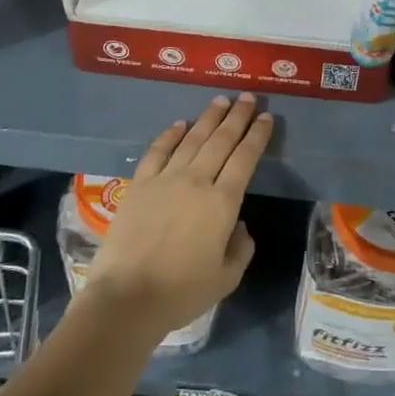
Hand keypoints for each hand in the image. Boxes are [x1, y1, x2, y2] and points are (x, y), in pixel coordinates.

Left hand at [79, 94, 267, 344]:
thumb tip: (237, 225)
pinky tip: (179, 123)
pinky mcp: (139, 184)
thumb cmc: (182, 292)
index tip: (267, 118)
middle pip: (221, 140)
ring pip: (192, 139)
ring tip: (220, 100)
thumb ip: (240, 248)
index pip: (245, 158)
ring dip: (209, 118)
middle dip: (237, 116)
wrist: (127, 298)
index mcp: (223, 202)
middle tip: (247, 97)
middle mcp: (197, 181)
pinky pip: (158, 151)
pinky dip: (170, 134)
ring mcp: (165, 179)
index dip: (258, 135)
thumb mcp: (227, 278)